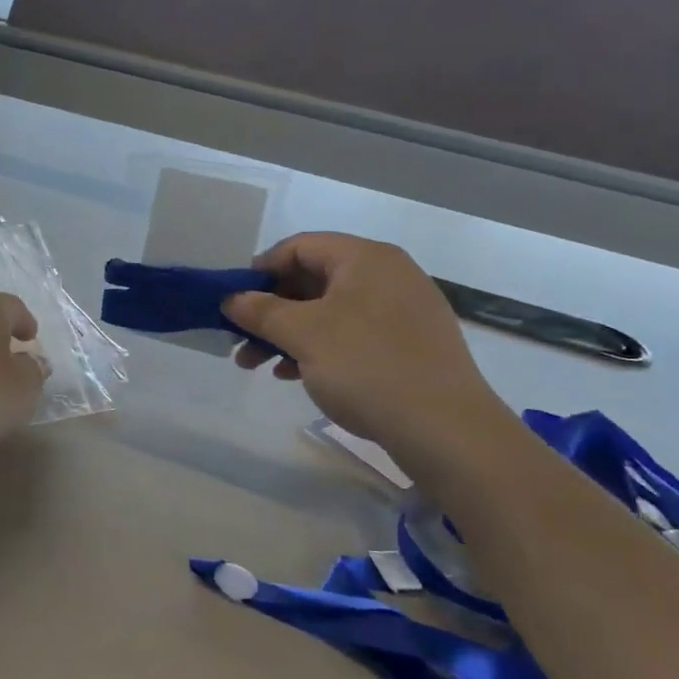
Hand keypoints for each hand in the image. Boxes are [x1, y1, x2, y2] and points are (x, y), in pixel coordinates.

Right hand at [223, 233, 503, 455]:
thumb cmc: (367, 367)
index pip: (299, 247)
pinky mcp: (410, 346)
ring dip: (288, 333)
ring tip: (256, 365)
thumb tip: (231, 298)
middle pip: (313, 279)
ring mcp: (403, 311)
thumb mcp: (303, 335)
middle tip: (240, 338)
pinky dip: (319, 349)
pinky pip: (352, 334)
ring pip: (330, 311)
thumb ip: (261, 311)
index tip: (232, 300)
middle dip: (270, 309)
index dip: (260, 269)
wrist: (447, 431)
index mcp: (366, 258)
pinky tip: (294, 375)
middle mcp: (388, 275)